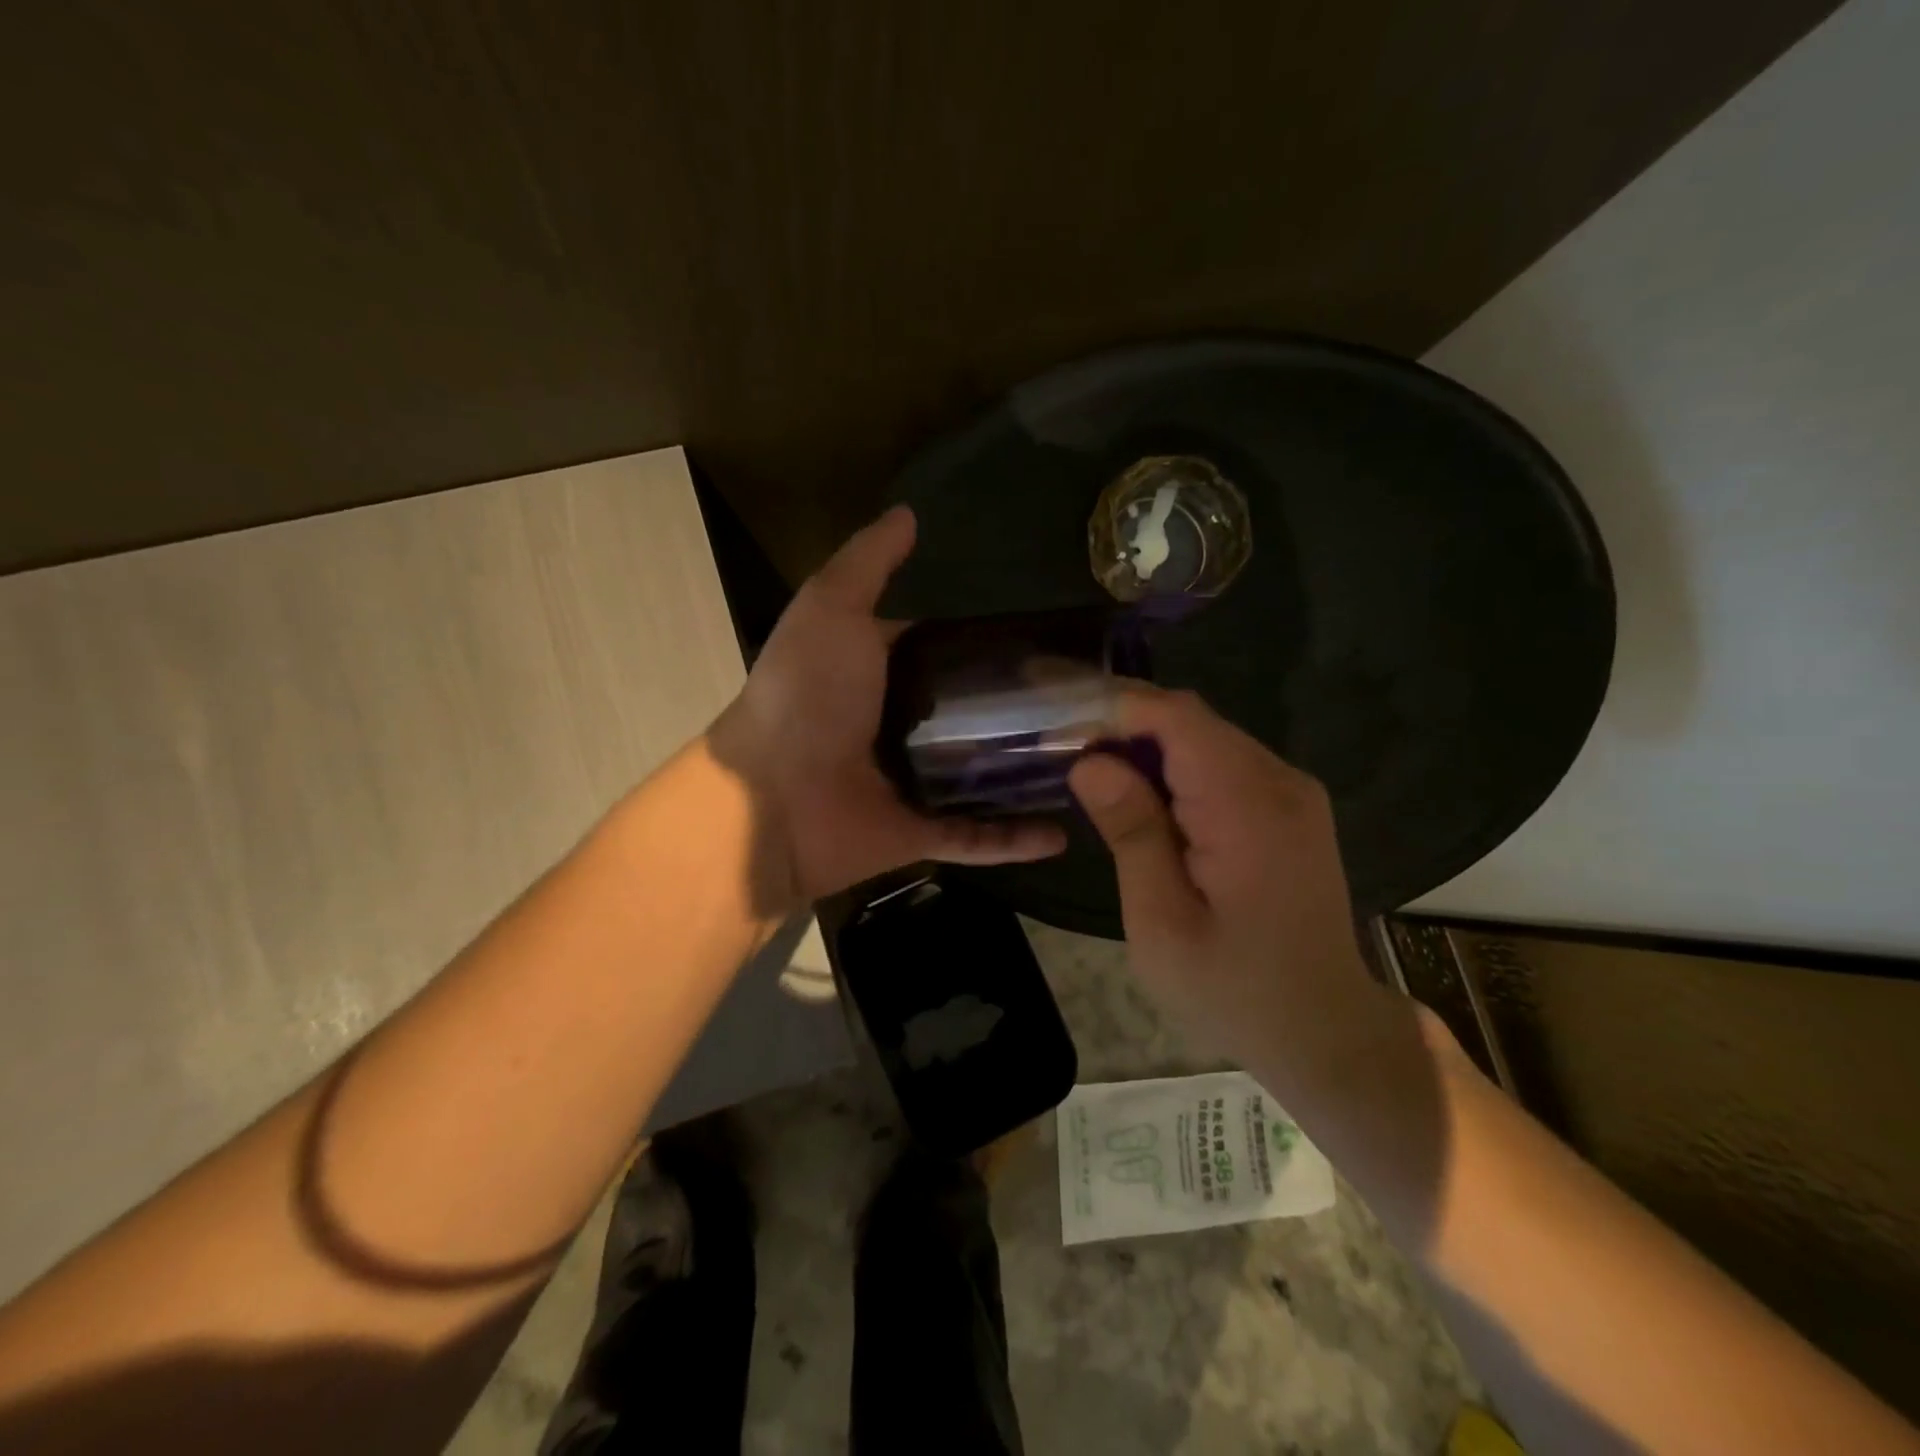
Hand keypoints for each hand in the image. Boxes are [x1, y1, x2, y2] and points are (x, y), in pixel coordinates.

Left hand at [710, 506, 1065, 907]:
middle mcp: (901, 729)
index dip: (995, 649)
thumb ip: (869, 562)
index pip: (951, 656)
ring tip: (1096, 766)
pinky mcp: (917, 833)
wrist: (770, 799)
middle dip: (1028, 714)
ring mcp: (911, 784)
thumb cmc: (805, 696)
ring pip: (984, 780)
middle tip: (1093, 707)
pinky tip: (1063, 833)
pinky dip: (1015, 840)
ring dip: (1030, 775)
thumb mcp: (832, 609)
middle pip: (976, 719)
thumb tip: (909, 512)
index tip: (1055, 646)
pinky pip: (976, 838)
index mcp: (885, 675)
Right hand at [1068, 686, 1382, 1089]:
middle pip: (1191, 721)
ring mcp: (1292, 792)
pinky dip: (1174, 769)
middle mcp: (1280, 782)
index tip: (1057, 723)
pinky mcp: (1289, 808)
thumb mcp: (1161, 922)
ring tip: (1092, 775)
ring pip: (1205, 738)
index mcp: (1250, 807)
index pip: (1178, 718)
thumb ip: (1131, 832)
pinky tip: (1142, 799)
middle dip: (1123, 726)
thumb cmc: (1233, 991)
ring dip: (1146, 748)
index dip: (1114, 708)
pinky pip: (1222, 764)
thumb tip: (1090, 762)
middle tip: (1062, 752)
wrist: (1324, 1033)